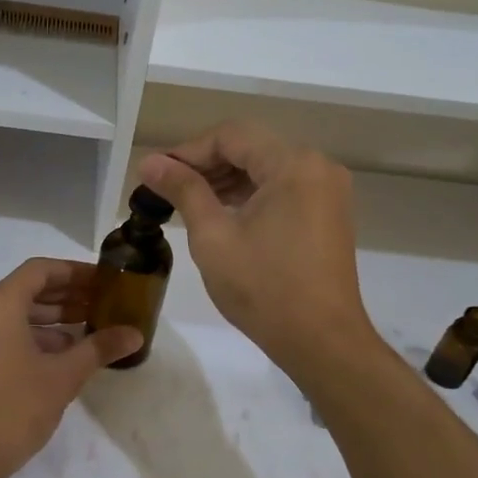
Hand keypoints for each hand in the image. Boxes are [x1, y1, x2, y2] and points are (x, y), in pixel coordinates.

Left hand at [0, 258, 142, 477]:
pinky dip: (29, 334)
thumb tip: (135, 333)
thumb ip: (99, 348)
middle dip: (66, 295)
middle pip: (27, 288)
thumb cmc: (13, 409)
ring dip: (50, 317)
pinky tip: (60, 352)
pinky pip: (0, 330)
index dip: (75, 272)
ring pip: (14, 311)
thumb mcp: (63, 377)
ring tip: (88, 329)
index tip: (104, 281)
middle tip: (103, 304)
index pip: (41, 270)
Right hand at [138, 122, 375, 374]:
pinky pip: (282, 188)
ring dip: (226, 179)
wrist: (321, 341)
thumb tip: (150, 162)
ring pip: (266, 167)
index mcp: (293, 165)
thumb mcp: (213, 236)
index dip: (188, 151)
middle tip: (166, 187)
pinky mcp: (328, 213)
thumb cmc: (263, 288)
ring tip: (187, 201)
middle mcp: (317, 167)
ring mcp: (327, 190)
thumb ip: (183, 190)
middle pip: (251, 147)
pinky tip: (221, 213)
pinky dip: (250, 194)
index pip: (231, 136)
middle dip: (206, 163)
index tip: (156, 173)